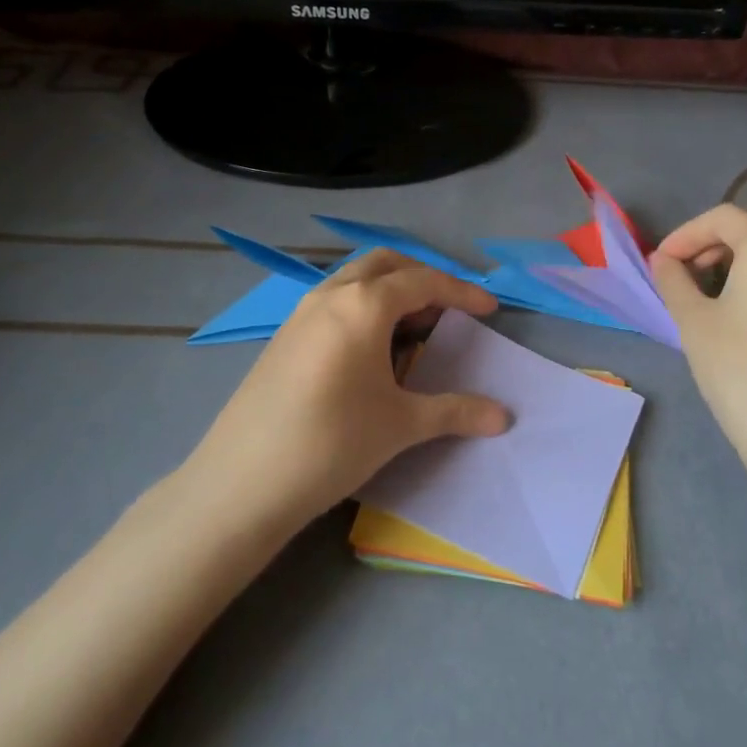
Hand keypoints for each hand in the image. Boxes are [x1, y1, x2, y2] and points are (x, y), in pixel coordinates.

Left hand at [186, 250, 509, 529]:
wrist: (242, 482)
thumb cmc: (332, 443)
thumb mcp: (401, 425)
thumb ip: (455, 411)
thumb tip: (504, 417)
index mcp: (363, 304)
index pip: (423, 282)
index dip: (461, 292)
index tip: (490, 310)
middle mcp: (331, 294)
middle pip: (386, 264)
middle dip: (423, 277)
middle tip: (449, 310)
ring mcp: (301, 312)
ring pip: (355, 279)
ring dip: (390, 290)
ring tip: (413, 329)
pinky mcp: (284, 335)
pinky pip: (334, 300)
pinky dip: (363, 307)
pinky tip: (370, 350)